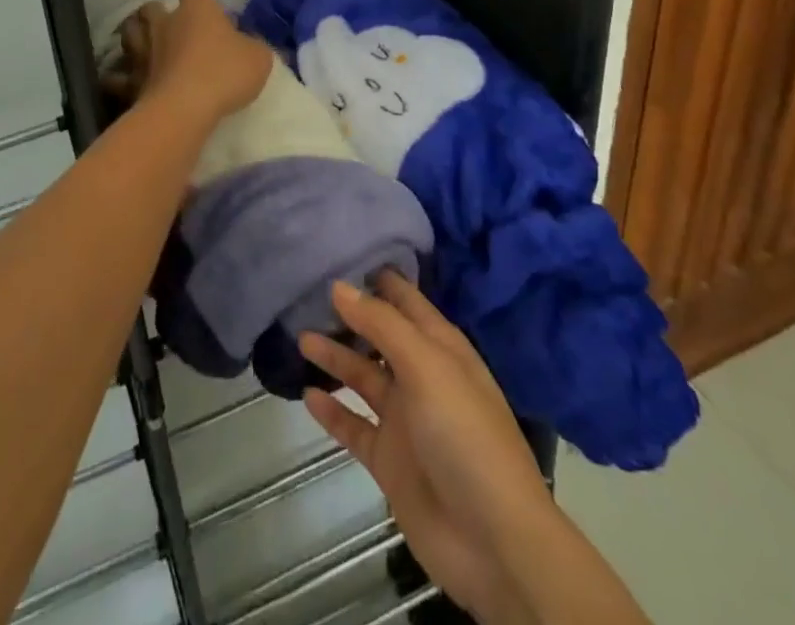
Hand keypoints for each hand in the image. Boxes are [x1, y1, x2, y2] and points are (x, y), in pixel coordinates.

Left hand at [115, 0, 270, 128]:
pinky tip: (126, 80)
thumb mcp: (259, 58)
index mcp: (197, 9)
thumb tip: (250, 45)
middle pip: (153, 7)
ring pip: (130, 31)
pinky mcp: (130, 78)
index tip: (211, 14)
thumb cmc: (225, 73)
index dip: (201, 0)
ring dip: (137, 36)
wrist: (184, 108)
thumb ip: (254, 47)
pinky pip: (118, 74)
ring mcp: (142, 49)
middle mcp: (165, 22)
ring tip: (147, 47)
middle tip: (173, 29)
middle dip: (159, 14)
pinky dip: (120, 75)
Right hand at [301, 274, 557, 624]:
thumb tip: (339, 285)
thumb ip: (381, 324)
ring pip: (363, 378)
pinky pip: (354, 427)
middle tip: (306, 292)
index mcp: (441, 348)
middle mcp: (422, 376)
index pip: (406, 301)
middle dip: (350, 316)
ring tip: (300, 336)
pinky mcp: (390, 460)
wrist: (493, 542)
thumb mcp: (426, 366)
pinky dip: (332, 411)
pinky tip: (307, 394)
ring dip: (336, 358)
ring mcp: (405, 420)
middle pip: (380, 337)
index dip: (378, 278)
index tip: (342, 251)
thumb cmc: (465, 435)